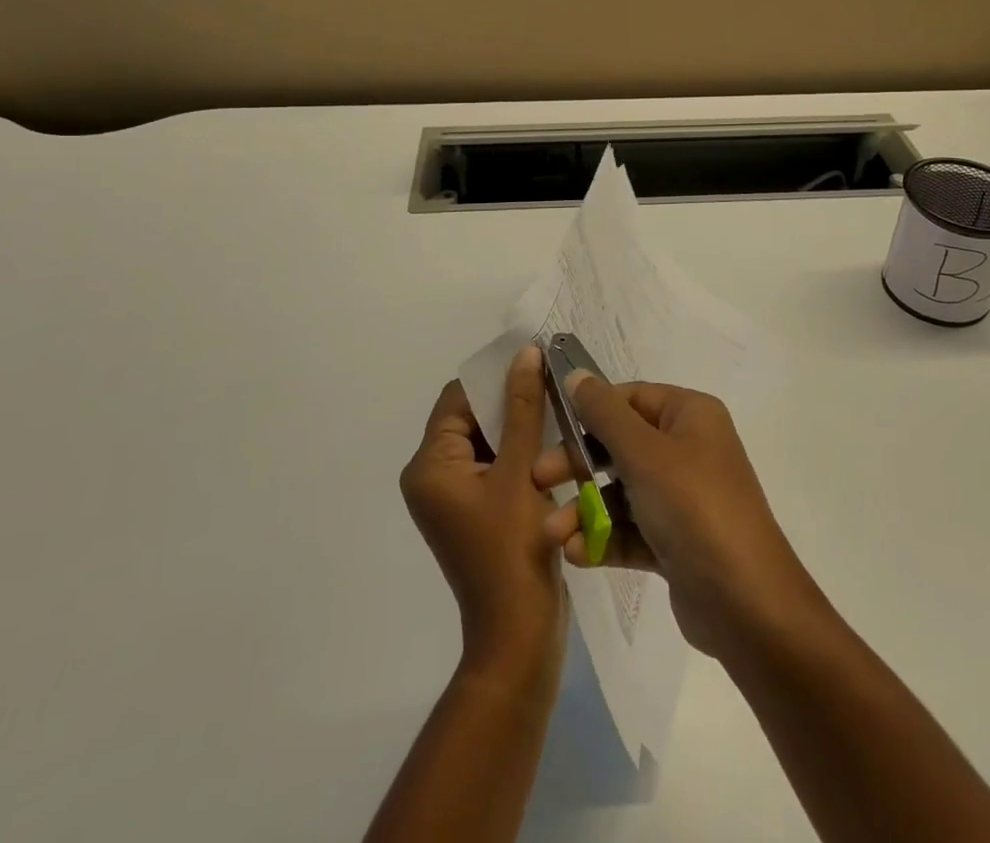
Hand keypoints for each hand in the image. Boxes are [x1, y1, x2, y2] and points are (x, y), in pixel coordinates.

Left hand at [399, 348, 564, 679]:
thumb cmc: (512, 550)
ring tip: (559, 406)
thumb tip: (526, 354)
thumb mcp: (519, 471)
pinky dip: (521, 451)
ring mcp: (456, 496)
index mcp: (430, 466)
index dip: (494, 377)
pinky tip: (554, 442)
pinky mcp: (477, 511)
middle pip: (472, 418)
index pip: (458, 399)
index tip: (534, 361)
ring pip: (488, 440)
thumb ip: (523, 408)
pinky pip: (496, 465)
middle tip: (553, 382)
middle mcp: (434, 477)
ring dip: (520, 425)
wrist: (519, 636)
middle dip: (510, 400)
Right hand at [533, 376, 823, 658]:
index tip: (550, 427)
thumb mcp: (644, 454)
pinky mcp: (676, 541)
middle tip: (539, 480)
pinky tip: (575, 554)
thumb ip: (604, 414)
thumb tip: (576, 373)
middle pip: (620, 445)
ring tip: (552, 533)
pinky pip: (631, 529)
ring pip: (621, 491)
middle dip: (578, 465)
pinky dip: (603, 538)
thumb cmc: (694, 509)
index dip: (589, 411)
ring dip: (585, 510)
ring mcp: (683, 498)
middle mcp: (688, 449)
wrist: (747, 606)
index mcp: (689, 415)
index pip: (630, 398)